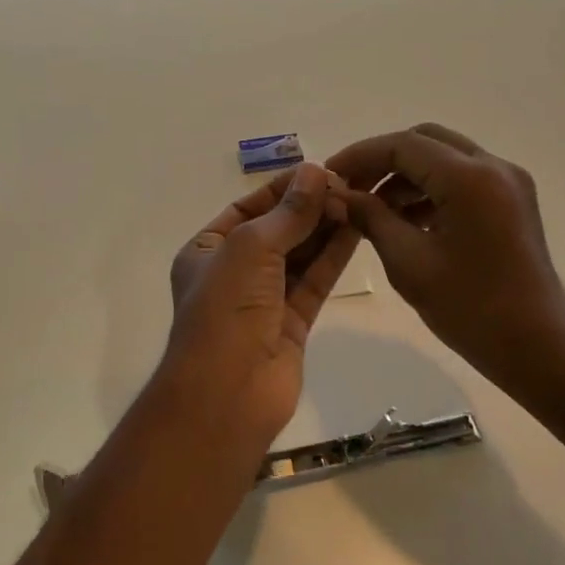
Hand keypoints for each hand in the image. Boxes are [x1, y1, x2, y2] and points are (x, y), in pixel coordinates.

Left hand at [163, 163, 358, 443]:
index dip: (282, 188)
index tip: (320, 170)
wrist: (227, 394)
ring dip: (324, 228)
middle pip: (276, 230)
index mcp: (207, 250)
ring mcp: (263, 300)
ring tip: (357, 200)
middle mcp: (233, 272)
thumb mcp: (250, 248)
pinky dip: (333, 257)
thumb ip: (288, 212)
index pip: (248, 208)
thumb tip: (315, 172)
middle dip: (308, 207)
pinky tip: (356, 230)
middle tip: (347, 185)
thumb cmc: (225, 309)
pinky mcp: (292, 323)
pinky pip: (314, 281)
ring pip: (299, 255)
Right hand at [326, 124, 564, 383]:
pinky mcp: (513, 201)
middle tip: (351, 188)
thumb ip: (370, 218)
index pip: (402, 145)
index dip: (360, 155)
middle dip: (383, 159)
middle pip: (425, 140)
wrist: (537, 349)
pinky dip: (431, 188)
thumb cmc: (470, 308)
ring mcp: (509, 183)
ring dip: (406, 174)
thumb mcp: (408, 262)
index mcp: (469, 178)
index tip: (329, 176)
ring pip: (445, 157)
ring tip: (373, 209)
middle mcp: (494, 167)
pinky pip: (464, 177)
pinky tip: (406, 220)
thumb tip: (339, 194)